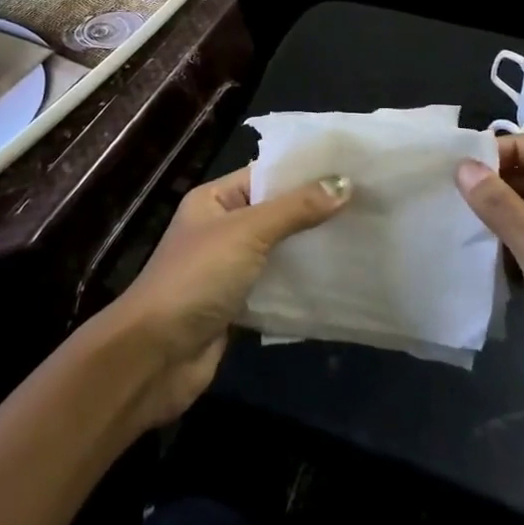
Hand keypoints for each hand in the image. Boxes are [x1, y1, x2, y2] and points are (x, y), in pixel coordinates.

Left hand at [105, 166, 351, 427]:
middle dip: (315, 212)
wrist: (155, 355)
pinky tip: (338, 283)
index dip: (305, 173)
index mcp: (214, 199)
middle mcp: (220, 229)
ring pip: (277, 252)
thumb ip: (295, 209)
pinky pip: (275, 288)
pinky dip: (300, 286)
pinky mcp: (236, 307)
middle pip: (275, 214)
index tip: (351, 170)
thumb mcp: (247, 233)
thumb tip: (344, 184)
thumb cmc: (197, 278)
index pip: (265, 175)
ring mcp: (227, 270)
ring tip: (362, 240)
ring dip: (310, 250)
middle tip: (368, 206)